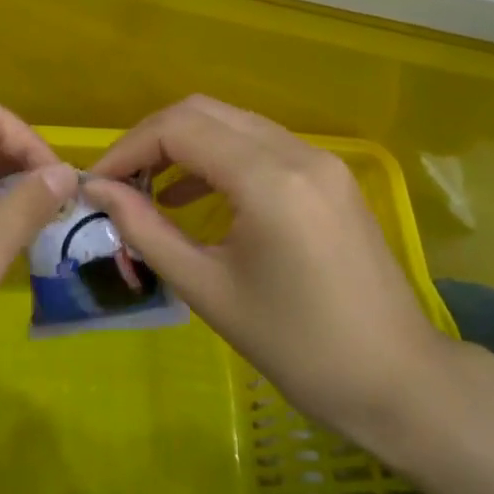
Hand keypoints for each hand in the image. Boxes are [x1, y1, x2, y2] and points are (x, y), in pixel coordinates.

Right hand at [84, 96, 455, 444]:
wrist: (397, 382)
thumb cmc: (297, 347)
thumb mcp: (207, 289)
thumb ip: (145, 230)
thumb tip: (97, 190)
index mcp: (269, 180)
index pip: (178, 129)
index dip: (127, 149)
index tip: (96, 185)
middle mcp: (297, 152)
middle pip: (203, 112)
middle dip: (151, 140)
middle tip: (118, 183)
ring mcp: (320, 160)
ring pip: (232, 123)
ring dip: (184, 145)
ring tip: (147, 190)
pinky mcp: (329, 176)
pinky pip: (259, 146)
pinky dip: (218, 158)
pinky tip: (194, 198)